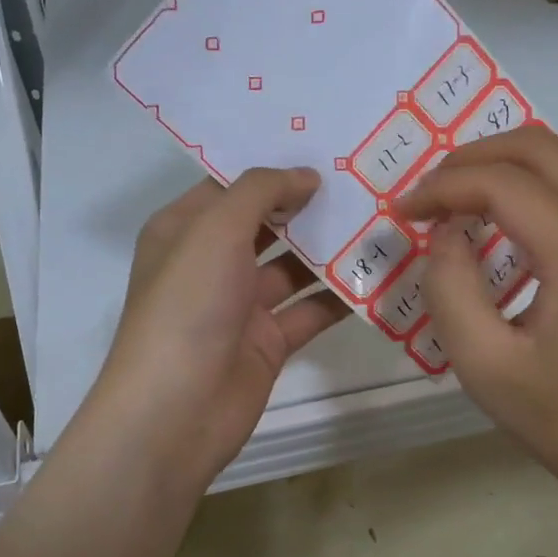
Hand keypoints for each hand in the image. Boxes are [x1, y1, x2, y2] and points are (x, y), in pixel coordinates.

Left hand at [79, 168, 348, 492]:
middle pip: (267, 224)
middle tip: (364, 177)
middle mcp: (211, 263)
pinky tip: (380, 273)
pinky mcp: (268, 342)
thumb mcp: (215, 231)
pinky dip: (340, 295)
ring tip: (381, 218)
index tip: (326, 144)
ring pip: (293, 267)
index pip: (231, 185)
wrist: (176, 411)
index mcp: (184, 230)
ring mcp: (241, 305)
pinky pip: (310, 310)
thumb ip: (261, 192)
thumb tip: (306, 175)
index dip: (273, 165)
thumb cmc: (187, 307)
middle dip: (309, 204)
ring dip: (331, 248)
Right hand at [397, 128, 557, 546]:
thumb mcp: (484, 365)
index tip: (404, 212)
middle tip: (433, 192)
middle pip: (542, 147)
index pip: (501, 183)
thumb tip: (446, 233)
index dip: (441, 188)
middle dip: (474, 158)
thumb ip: (450, 288)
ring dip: (527, 153)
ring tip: (485, 187)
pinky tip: (535, 210)